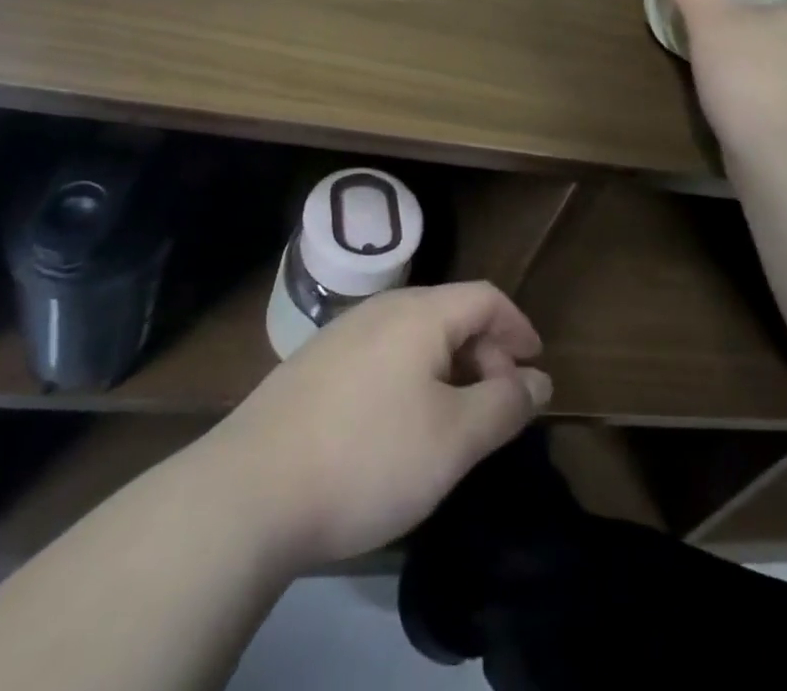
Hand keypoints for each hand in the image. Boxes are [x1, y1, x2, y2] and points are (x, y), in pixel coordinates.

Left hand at [203, 282, 551, 570]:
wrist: (248, 491)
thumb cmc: (367, 457)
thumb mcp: (453, 439)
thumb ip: (504, 405)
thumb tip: (538, 380)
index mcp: (420, 313)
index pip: (485, 296)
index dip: (518, 327)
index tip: (536, 367)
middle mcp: (381, 309)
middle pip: (450, 313)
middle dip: (485, 353)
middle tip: (497, 407)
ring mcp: (341, 334)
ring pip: (414, 335)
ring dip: (448, 367)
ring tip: (453, 418)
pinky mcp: (313, 364)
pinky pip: (382, 355)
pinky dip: (411, 377)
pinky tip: (399, 424)